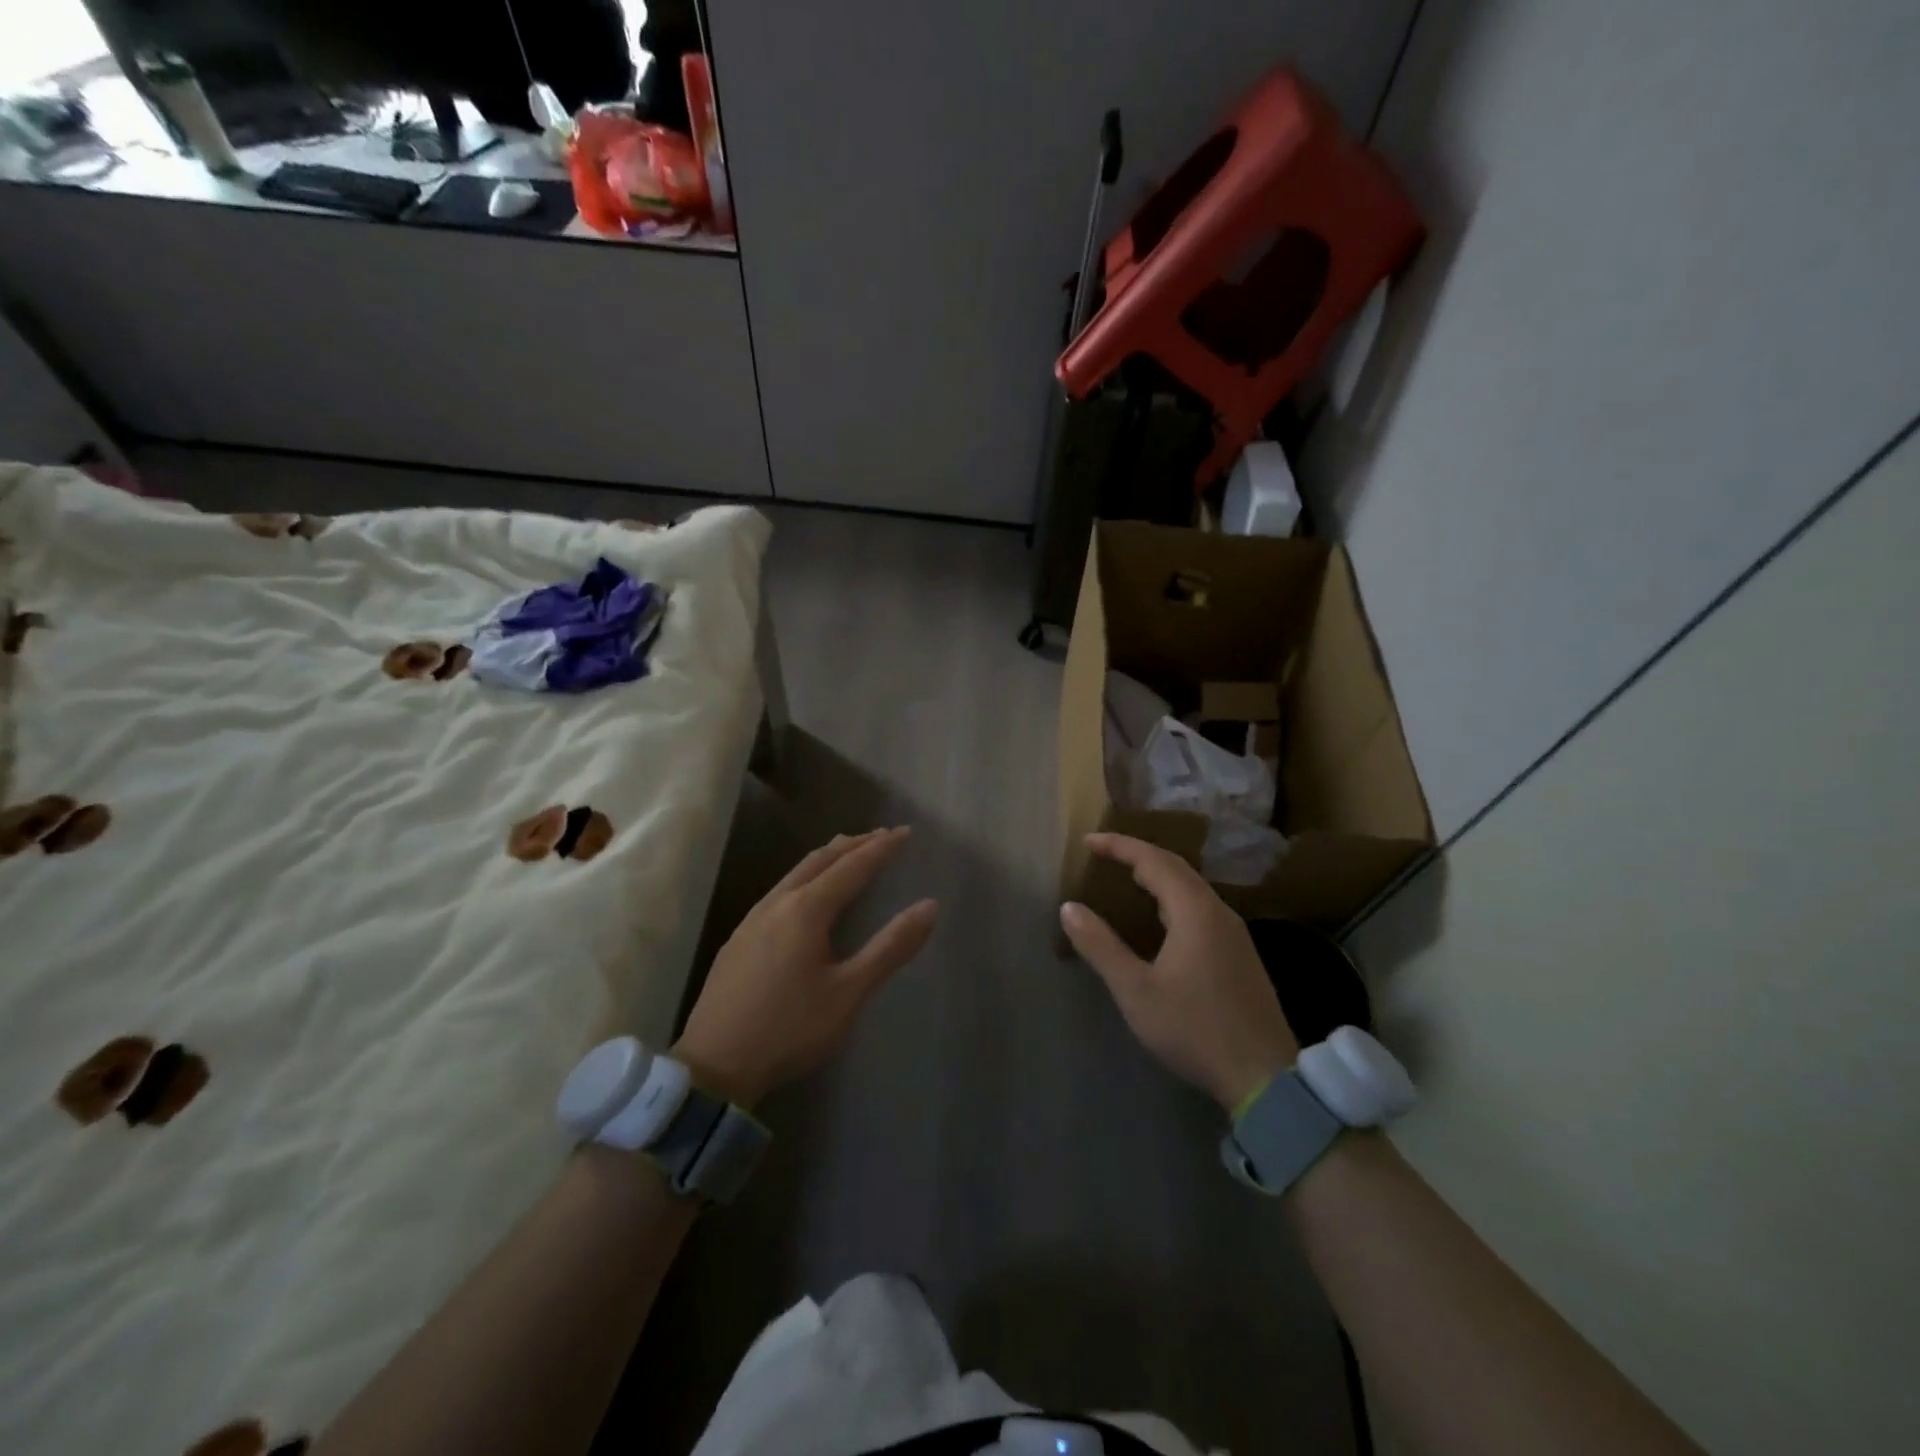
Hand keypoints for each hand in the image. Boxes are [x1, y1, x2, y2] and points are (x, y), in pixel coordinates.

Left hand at [674, 827, 936, 1106]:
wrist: (713, 1066)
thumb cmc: (789, 1029)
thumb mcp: (849, 993)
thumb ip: (890, 948)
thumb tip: (929, 906)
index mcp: (806, 910)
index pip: (852, 866)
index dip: (881, 848)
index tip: (906, 832)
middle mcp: (777, 903)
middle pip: (820, 859)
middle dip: (853, 844)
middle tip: (881, 835)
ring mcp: (752, 919)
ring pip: (795, 872)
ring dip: (827, 857)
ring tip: (848, 853)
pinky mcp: (738, 939)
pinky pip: (780, 890)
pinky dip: (805, 877)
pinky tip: (805, 896)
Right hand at [1060, 832, 1297, 1110]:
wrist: (1263, 1076)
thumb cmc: (1194, 1028)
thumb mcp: (1136, 990)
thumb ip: (1100, 946)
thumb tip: (1069, 907)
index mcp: (1194, 911)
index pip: (1153, 860)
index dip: (1119, 846)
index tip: (1088, 842)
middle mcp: (1218, 912)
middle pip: (1176, 867)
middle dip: (1138, 854)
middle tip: (1103, 854)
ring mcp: (1234, 933)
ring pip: (1192, 888)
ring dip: (1157, 876)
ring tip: (1126, 879)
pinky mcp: (1240, 953)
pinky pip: (1201, 907)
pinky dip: (1172, 897)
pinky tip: (1160, 920)